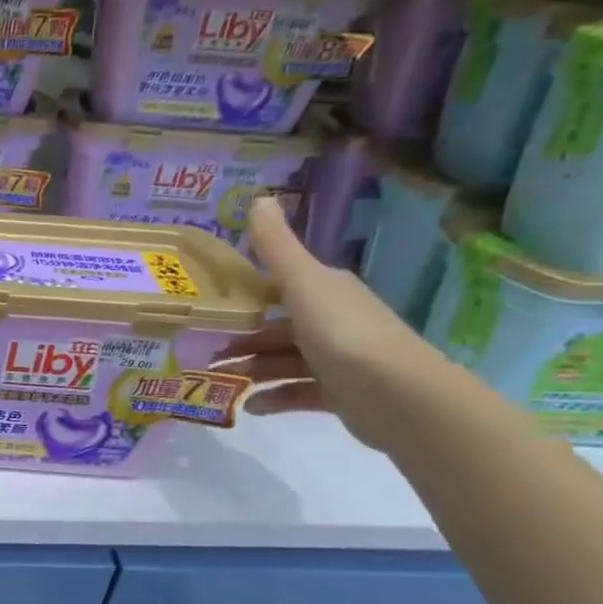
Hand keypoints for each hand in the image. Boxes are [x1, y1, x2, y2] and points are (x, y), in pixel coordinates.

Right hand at [213, 197, 447, 449]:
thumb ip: (275, 246)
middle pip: (277, 327)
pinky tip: (248, 405)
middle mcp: (333, 319)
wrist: (398, 395)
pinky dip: (272, 397)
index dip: (244, 295)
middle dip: (242, 339)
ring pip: (283, 360)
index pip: (279, 287)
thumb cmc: (342, 332)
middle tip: (205, 351)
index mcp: (325, 290)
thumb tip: (258, 198)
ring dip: (251, 370)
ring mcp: (339, 358)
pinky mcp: (340, 393)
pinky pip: (297, 392)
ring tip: (220, 380)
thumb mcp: (302, 282)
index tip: (208, 306)